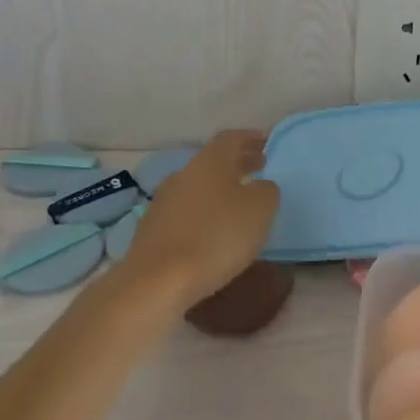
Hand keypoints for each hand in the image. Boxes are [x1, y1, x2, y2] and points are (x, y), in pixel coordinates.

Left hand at [120, 130, 278, 309]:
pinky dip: (205, 212)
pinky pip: (186, 211)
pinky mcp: (153, 230)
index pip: (231, 138)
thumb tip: (260, 186)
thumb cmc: (217, 236)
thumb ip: (266, 191)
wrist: (157, 281)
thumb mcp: (260, 209)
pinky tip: (215, 229)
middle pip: (213, 162)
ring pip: (199, 186)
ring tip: (240, 202)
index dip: (250, 138)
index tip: (266, 142)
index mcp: (209, 162)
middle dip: (238, 163)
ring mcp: (163, 203)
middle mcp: (184, 175)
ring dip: (220, 189)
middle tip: (259, 168)